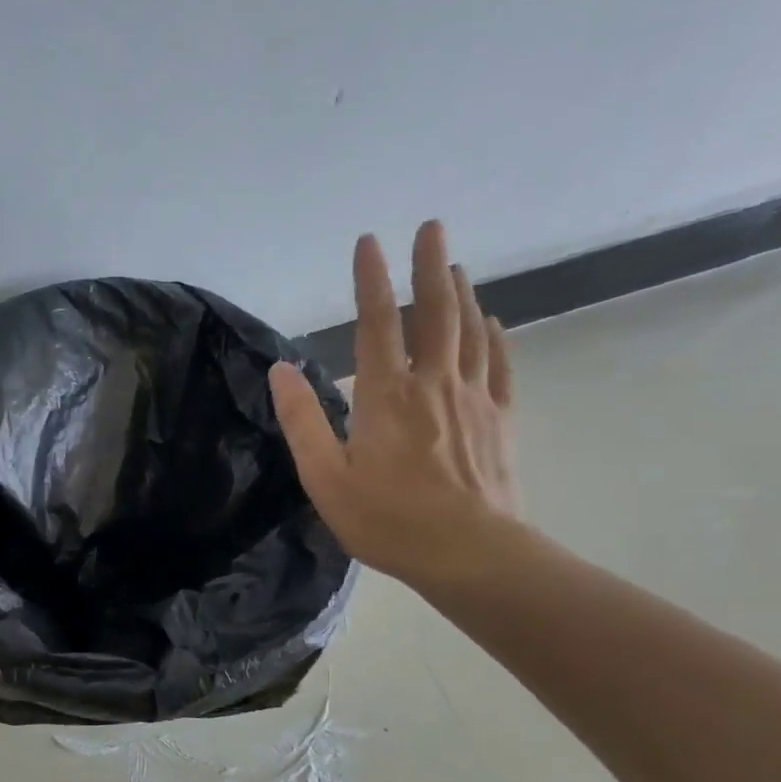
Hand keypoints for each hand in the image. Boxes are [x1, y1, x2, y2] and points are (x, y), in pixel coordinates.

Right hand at [270, 220, 520, 588]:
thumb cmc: (387, 519)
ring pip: (469, 332)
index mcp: (385, 396)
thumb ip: (302, 420)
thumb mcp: (325, 477)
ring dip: (461, 293)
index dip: (371, 279)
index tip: (369, 241)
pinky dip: (495, 338)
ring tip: (456, 264)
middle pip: (434, 313)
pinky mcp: (500, 421)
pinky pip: (499, 367)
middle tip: (432, 226)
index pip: (376, 323)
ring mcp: (473, 400)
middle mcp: (432, 384)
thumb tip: (281, 369)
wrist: (470, 555)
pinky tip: (491, 322)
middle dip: (430, 266)